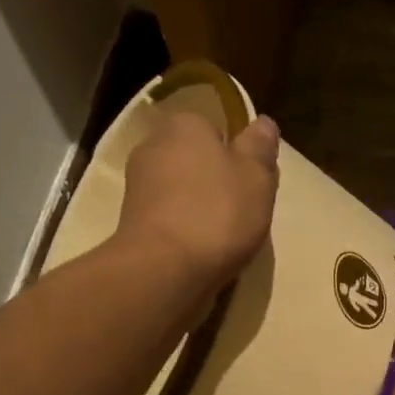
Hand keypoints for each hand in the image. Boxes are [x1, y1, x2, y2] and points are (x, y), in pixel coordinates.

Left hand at [115, 109, 279, 292]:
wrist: (165, 270)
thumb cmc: (217, 214)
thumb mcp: (256, 177)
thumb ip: (260, 148)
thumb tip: (263, 123)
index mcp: (184, 125)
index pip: (215, 131)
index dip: (235, 158)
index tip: (250, 186)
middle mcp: (153, 147)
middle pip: (194, 163)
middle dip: (214, 184)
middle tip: (240, 214)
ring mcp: (137, 188)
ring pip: (180, 194)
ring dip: (198, 212)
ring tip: (221, 241)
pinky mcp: (131, 225)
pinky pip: (168, 222)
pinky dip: (182, 234)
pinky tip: (198, 254)